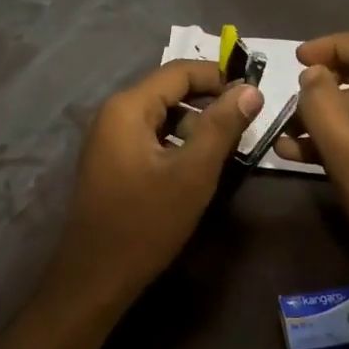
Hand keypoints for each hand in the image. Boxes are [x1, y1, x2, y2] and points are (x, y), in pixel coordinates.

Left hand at [46, 60, 263, 310]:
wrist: (95, 277)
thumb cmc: (146, 222)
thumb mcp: (193, 173)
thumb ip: (222, 126)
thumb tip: (250, 89)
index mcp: (128, 107)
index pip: (179, 71)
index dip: (218, 76)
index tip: (253, 94)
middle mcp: (113, 113)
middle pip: (168, 90)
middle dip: (208, 101)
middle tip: (245, 123)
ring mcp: (108, 138)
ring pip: (161, 115)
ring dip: (194, 123)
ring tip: (226, 146)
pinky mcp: (111, 161)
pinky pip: (150, 136)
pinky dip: (176, 141)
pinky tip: (196, 165)